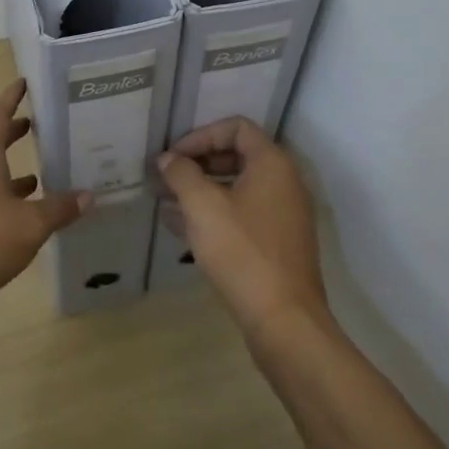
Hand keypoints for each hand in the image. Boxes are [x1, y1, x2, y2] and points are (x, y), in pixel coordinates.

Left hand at [0, 79, 90, 314]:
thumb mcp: (29, 226)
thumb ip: (59, 209)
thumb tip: (88, 195)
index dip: (11, 97)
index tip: (23, 82)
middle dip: (13, 132)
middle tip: (37, 125)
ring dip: (10, 169)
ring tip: (39, 175)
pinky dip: (1, 195)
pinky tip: (18, 215)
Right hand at [157, 117, 327, 338]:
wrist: (283, 320)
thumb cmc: (242, 252)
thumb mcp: (203, 206)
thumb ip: (182, 174)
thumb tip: (168, 159)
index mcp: (273, 164)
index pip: (236, 128)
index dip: (201, 135)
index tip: (174, 157)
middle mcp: (284, 183)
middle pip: (236, 156)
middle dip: (197, 164)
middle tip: (166, 177)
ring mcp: (282, 215)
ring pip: (236, 188)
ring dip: (200, 190)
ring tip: (165, 201)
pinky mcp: (276, 243)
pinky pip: (241, 214)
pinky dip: (213, 214)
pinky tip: (179, 226)